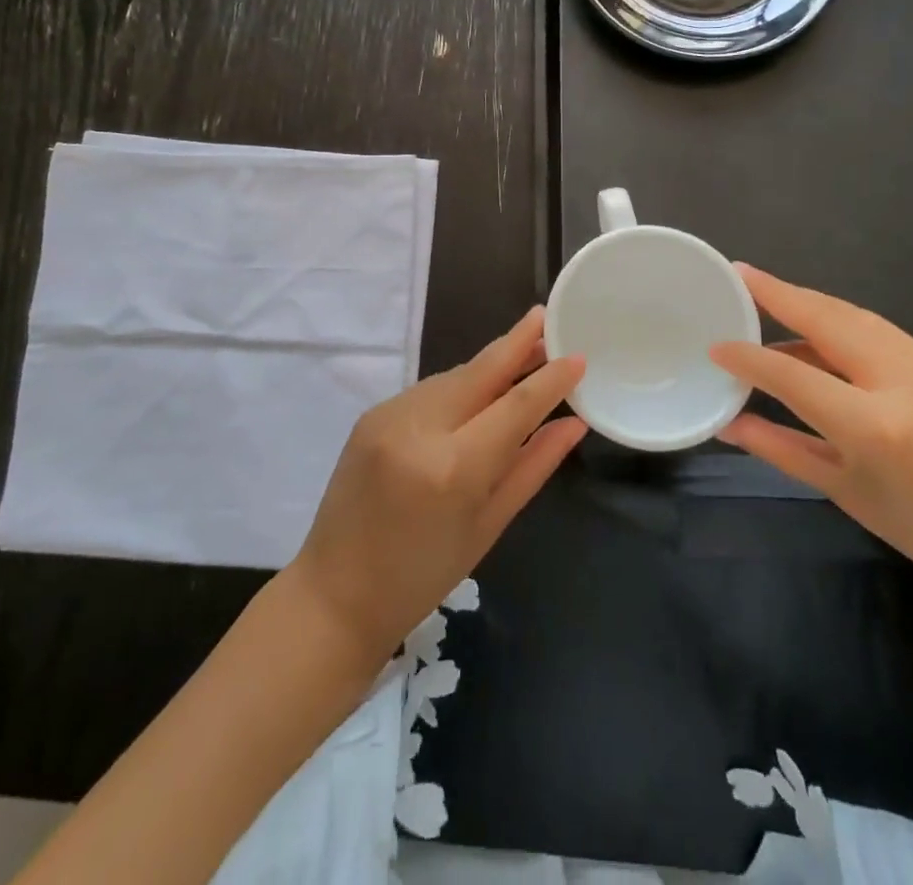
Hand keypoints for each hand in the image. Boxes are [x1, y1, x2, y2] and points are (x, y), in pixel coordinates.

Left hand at [287, 307, 586, 660]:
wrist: (335, 594)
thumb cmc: (423, 575)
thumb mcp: (488, 525)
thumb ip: (533, 465)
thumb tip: (573, 423)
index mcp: (453, 468)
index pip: (515, 405)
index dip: (550, 378)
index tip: (578, 356)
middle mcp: (419, 428)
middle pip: (480, 371)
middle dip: (517, 342)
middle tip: (545, 318)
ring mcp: (389, 415)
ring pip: (454, 376)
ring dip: (489, 366)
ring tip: (522, 359)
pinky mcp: (372, 414)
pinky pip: (429, 390)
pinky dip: (459, 386)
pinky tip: (477, 393)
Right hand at [711, 265, 912, 604]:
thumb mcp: (841, 490)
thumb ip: (778, 447)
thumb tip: (727, 422)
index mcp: (874, 427)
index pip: (793, 375)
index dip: (749, 357)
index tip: (716, 346)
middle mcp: (902, 382)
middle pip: (827, 320)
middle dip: (778, 293)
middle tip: (740, 273)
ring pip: (852, 315)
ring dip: (806, 301)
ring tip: (766, 291)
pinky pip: (875, 327)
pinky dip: (836, 319)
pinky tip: (812, 324)